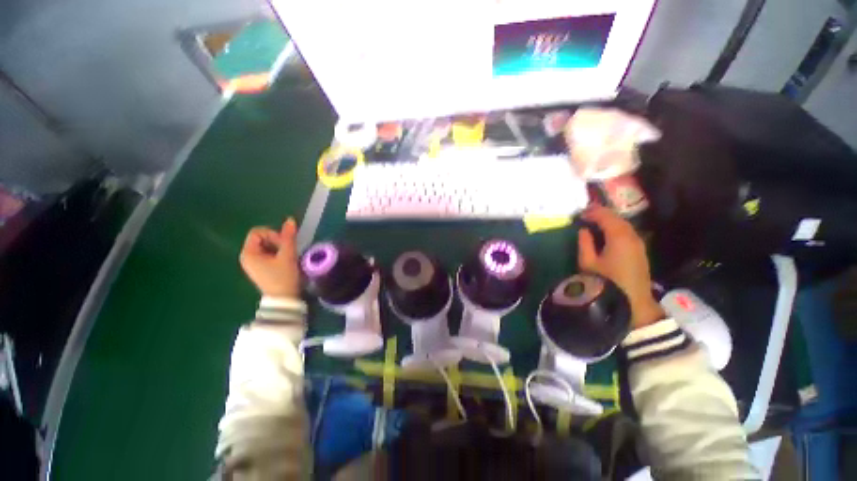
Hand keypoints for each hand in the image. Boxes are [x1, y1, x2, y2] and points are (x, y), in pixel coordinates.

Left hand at [240, 218, 299, 297]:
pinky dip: (277, 254)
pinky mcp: (260, 268)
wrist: (283, 299)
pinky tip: (285, 262)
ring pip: (266, 246)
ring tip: (288, 257)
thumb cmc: (283, 277)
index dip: (272, 234)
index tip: (284, 244)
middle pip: (262, 238)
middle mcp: (247, 257)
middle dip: (277, 241)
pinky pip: (267, 253)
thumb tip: (290, 220)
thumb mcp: (287, 255)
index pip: (258, 232)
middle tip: (288, 251)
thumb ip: (288, 237)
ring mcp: (253, 263)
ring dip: (279, 248)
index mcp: (249, 253)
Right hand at [577, 205, 664, 328]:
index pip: (606, 216)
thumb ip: (585, 243)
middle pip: (617, 218)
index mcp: (619, 237)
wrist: (631, 301)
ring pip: (624, 225)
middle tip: (587, 214)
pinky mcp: (640, 251)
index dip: (593, 212)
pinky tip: (608, 232)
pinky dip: (616, 228)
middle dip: (602, 214)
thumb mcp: (588, 262)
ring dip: (610, 221)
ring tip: (595, 221)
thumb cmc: (606, 281)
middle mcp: (632, 236)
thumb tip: (584, 230)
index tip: (580, 214)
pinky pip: (628, 232)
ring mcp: (639, 243)